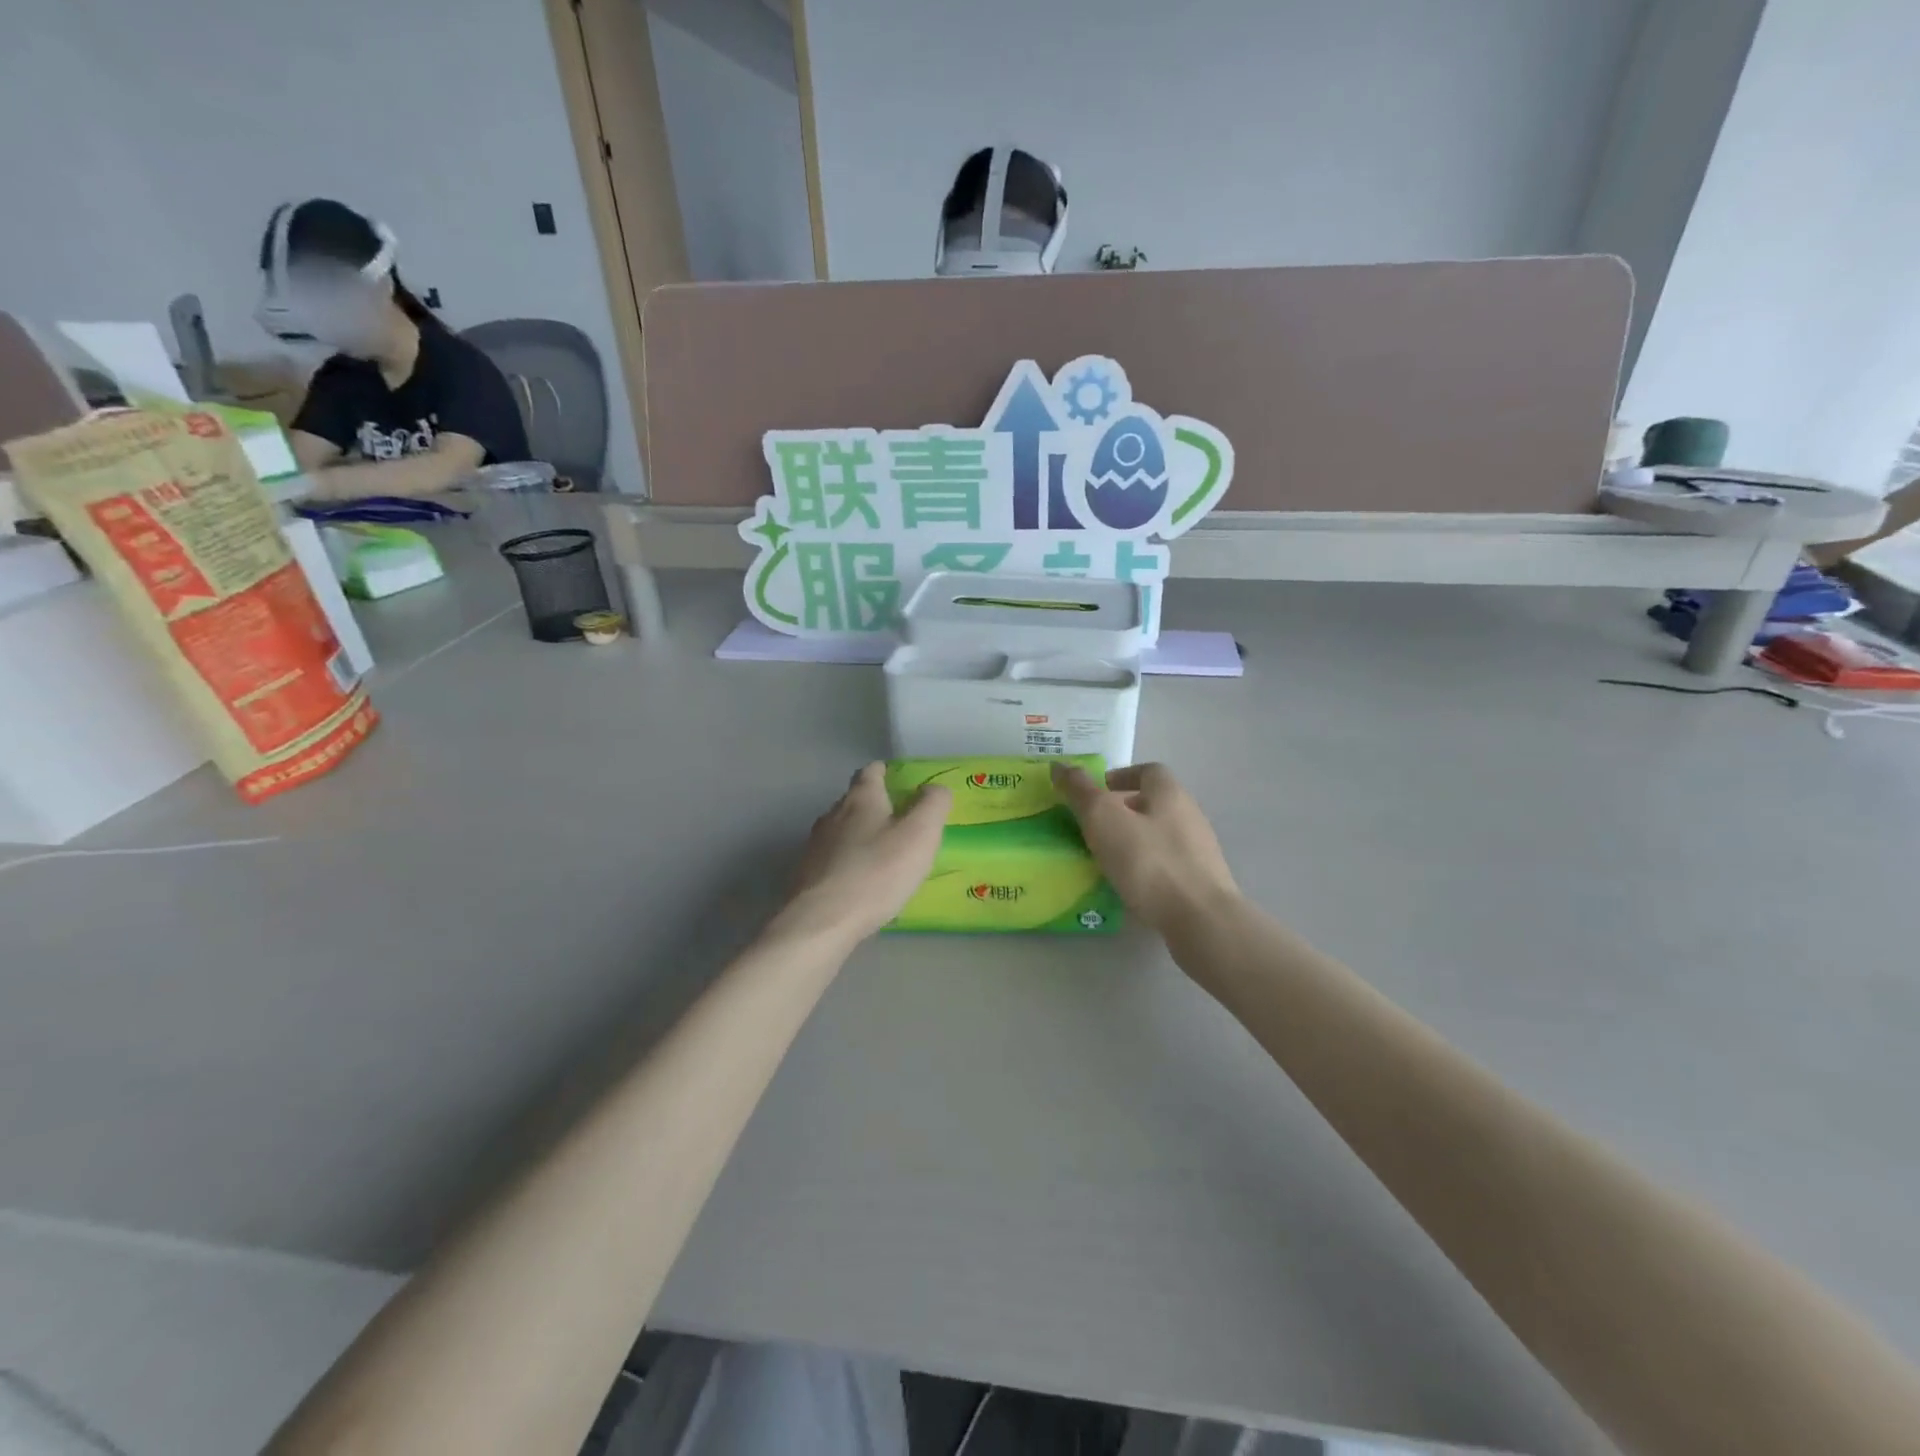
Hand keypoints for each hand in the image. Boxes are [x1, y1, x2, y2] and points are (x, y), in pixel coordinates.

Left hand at [776, 763, 950, 944]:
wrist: (822, 921)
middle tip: (900, 820)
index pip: (871, 771)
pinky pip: (833, 860)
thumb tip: (935, 788)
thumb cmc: (877, 872)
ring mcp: (815, 845)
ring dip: (861, 836)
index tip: (898, 778)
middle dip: (875, 806)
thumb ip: (932, 805)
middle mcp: (833, 814)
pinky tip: (862, 882)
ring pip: (841, 831)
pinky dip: (849, 863)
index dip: (885, 771)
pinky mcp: (807, 874)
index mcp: (861, 798)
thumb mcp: (919, 834)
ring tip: (883, 853)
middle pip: (854, 800)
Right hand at [1051, 762, 1239, 933]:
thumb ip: (1080, 791)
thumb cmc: (1149, 861)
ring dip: (1133, 841)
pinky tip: (1128, 886)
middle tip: (1092, 828)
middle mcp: (1189, 815)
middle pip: (1153, 803)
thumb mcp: (1104, 819)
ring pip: (1158, 835)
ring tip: (1104, 859)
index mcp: (1170, 793)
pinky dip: (1145, 869)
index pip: (1146, 771)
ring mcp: (1198, 851)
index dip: (1119, 777)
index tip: (1095, 794)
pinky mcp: (1200, 882)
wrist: (1201, 920)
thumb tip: (1059, 766)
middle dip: (1122, 811)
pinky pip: (1166, 866)